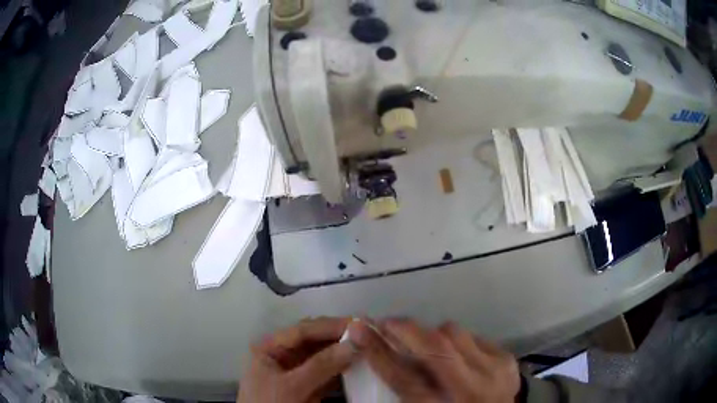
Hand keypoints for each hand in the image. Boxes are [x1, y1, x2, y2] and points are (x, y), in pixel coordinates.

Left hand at [238, 317, 356, 402]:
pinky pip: (327, 373)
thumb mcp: (291, 387)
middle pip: (313, 341)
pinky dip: (343, 370)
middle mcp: (283, 356)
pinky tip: (359, 366)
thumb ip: (320, 366)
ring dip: (343, 352)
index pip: (302, 331)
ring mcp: (296, 372)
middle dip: (338, 337)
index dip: (329, 326)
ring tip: (367, 346)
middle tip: (367, 332)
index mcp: (270, 349)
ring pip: (323, 356)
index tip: (358, 324)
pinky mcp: (308, 387)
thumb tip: (353, 343)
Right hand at [347, 319, 519, 402]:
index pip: (404, 379)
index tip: (360, 330)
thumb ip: (406, 390)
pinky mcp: (507, 359)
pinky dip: (458, 340)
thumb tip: (385, 356)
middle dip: (405, 329)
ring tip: (425, 341)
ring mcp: (493, 371)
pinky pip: (474, 336)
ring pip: (454, 334)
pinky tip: (457, 353)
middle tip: (387, 322)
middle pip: (434, 349)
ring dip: (434, 334)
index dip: (379, 352)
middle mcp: (469, 389)